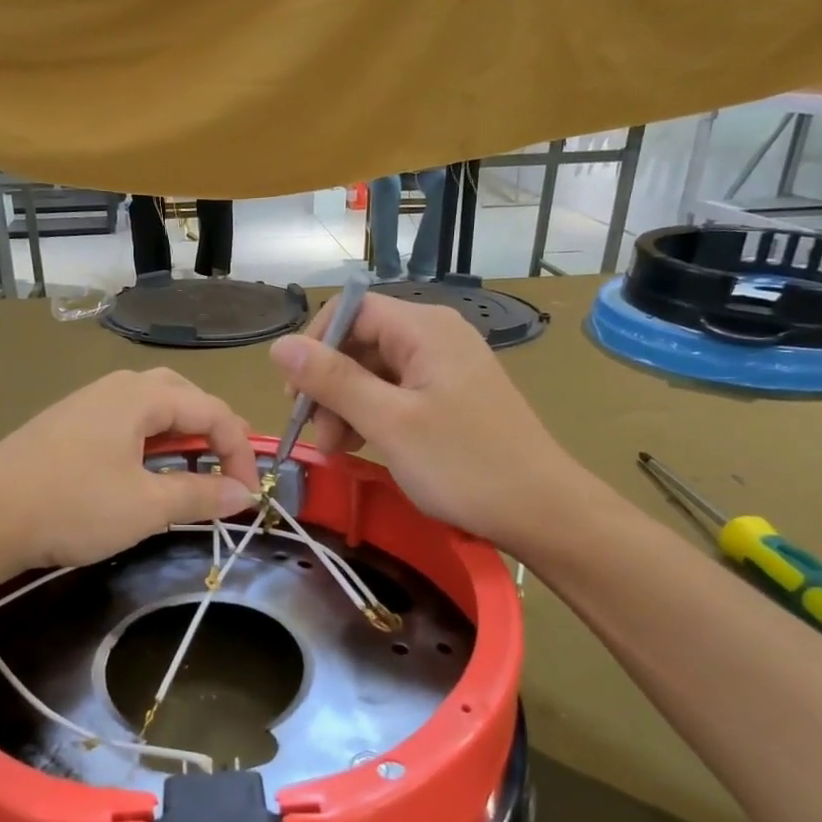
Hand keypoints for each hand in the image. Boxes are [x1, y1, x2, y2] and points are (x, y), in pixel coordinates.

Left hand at [0, 368, 259, 580]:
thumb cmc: (71, 506)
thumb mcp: (145, 506)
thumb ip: (200, 496)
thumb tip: (243, 494)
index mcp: (141, 395)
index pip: (212, 411)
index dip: (240, 451)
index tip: (248, 494)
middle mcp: (116, 386)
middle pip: (183, 397)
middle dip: (213, 431)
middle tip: (226, 468)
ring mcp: (87, 403)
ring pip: (151, 408)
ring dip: (181, 435)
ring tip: (192, 469)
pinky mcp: (66, 424)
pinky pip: (124, 421)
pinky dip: (150, 442)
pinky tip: (143, 471)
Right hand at [268, 294, 572, 546]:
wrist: (542, 511)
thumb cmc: (464, 464)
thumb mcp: (389, 422)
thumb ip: (333, 380)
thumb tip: (279, 345)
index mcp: (424, 328)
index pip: (350, 310)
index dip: (314, 346)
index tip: (296, 396)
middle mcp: (436, 336)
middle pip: (360, 342)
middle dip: (330, 386)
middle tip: (320, 439)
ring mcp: (446, 367)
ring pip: (375, 371)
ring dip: (347, 406)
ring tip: (339, 451)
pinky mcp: (451, 396)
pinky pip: (397, 393)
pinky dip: (373, 416)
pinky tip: (364, 447)